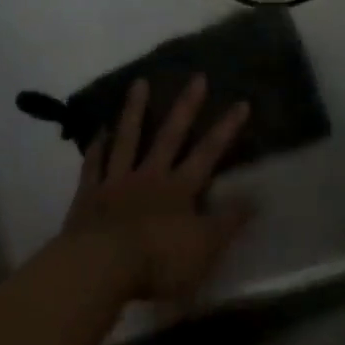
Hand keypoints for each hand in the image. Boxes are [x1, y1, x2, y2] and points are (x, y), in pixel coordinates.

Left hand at [61, 76, 253, 302]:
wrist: (100, 266)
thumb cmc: (158, 261)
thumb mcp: (205, 247)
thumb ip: (228, 222)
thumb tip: (256, 197)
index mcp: (179, 189)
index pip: (208, 153)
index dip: (226, 129)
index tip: (240, 102)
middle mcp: (150, 177)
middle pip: (169, 136)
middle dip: (186, 107)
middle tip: (197, 77)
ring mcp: (116, 182)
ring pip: (127, 139)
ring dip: (134, 110)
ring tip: (140, 82)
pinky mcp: (89, 195)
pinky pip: (94, 164)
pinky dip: (97, 146)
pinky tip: (99, 130)